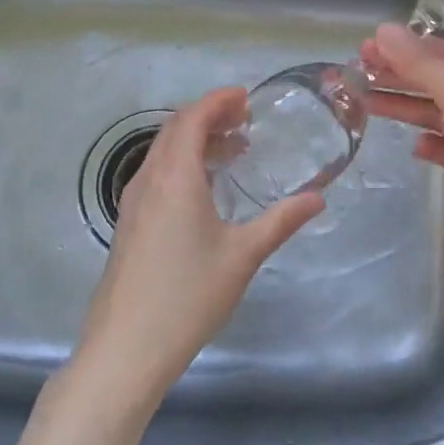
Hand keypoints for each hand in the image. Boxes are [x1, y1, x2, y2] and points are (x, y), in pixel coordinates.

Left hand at [74, 87, 324, 404]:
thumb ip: (281, 221)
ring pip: (162, 153)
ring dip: (194, 140)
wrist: (126, 348)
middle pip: (174, 129)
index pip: (192, 118)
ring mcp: (133, 203)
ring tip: (232, 150)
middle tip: (244, 119)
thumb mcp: (243, 255)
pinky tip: (205, 190)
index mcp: (175, 177)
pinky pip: (156, 175)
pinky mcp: (129, 224)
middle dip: (208, 116)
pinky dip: (182, 164)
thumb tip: (317, 199)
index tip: (245, 97)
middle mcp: (148, 180)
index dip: (218, 101)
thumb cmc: (188, 296)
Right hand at [361, 23, 443, 277]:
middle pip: (440, 81)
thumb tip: (384, 30)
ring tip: (365, 104)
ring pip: (440, 114)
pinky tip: (414, 146)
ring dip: (406, 108)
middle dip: (399, 76)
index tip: (367, 48)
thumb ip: (420, 63)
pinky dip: (431, 144)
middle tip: (356, 74)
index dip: (406, 48)